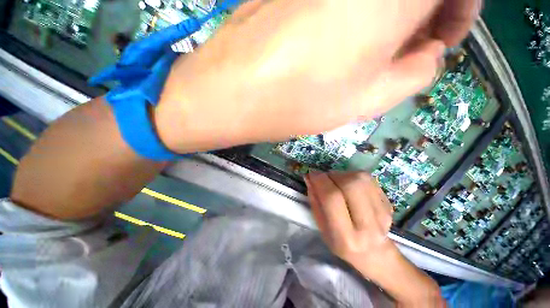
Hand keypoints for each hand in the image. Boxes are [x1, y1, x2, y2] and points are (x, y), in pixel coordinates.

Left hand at [155, 0, 481, 153]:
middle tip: (407, 52)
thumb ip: (415, 72)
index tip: (443, 39)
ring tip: (371, 56)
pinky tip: (341, 46)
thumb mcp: (369, 99)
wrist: (237, 93)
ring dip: (390, 16)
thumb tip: (429, 53)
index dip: (460, 10)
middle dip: (423, 14)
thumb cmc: (302, 100)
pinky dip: (359, 14)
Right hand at [304, 171, 393, 277]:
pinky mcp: (388, 203)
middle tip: (324, 178)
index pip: (332, 199)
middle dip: (332, 176)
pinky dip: (353, 177)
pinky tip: (348, 186)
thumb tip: (310, 178)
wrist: (374, 253)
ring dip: (342, 175)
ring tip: (336, 182)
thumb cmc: (341, 242)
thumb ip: (315, 201)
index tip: (311, 174)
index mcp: (346, 237)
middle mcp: (368, 225)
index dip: (320, 181)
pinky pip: (368, 180)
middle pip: (350, 185)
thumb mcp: (322, 227)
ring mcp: (383, 213)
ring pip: (360, 179)